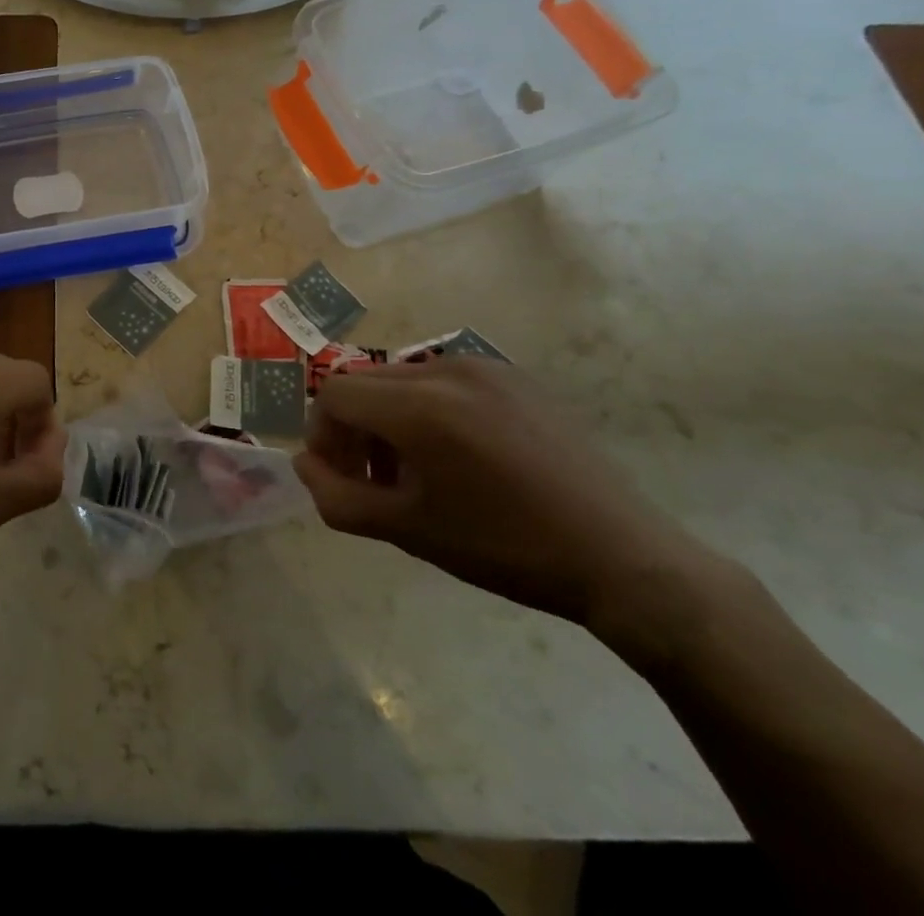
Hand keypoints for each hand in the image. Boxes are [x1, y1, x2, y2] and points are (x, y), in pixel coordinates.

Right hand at [295, 359, 709, 627]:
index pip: (333, 394)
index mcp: (420, 405)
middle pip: (365, 382)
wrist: (620, 557)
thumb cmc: (504, 547)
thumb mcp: (407, 530)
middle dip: (354, 427)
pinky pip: (445, 381)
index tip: (342, 476)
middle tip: (374, 479)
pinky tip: (459, 456)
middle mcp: (446, 369)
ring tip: (417, 471)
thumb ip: (337, 496)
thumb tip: (303, 464)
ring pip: (402, 379)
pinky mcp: (516, 377)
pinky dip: (428, 409)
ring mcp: (486, 367)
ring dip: (389, 418)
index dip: (323, 435)